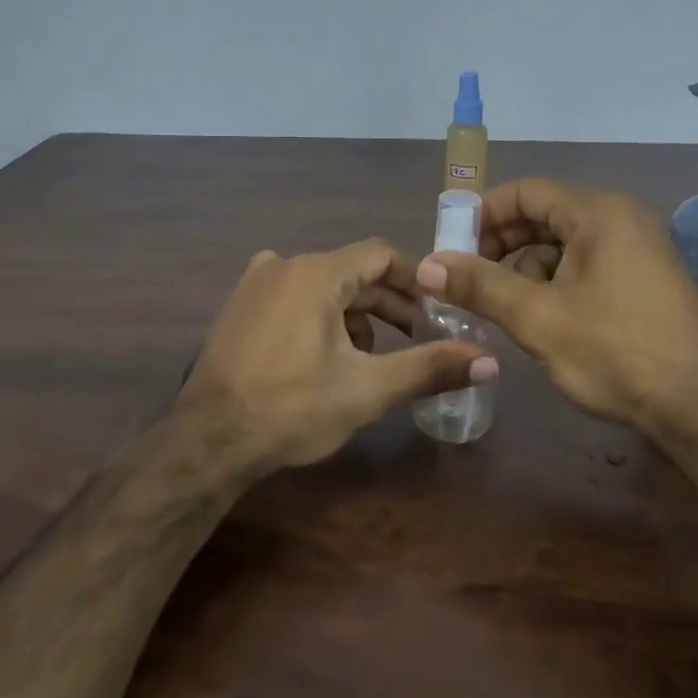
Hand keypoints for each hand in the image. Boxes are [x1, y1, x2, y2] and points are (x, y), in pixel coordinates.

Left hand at [179, 239, 495, 474]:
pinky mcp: (240, 307)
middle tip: (417, 340)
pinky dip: (321, 317)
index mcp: (315, 272)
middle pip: (353, 272)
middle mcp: (283, 264)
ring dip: (356, 315)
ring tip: (372, 358)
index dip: (417, 281)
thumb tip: (490, 362)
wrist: (207, 442)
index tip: (440, 312)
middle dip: (390, 305)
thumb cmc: (291, 409)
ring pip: (325, 286)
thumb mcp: (367, 389)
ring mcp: (255, 284)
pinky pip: (295, 297)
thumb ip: (429, 367)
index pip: (382, 255)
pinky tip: (326, 357)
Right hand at [416, 178, 697, 434]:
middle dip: (502, 245)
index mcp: (598, 212)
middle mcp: (622, 218)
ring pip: (566, 243)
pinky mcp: (647, 278)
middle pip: (545, 215)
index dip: (483, 215)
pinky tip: (543, 318)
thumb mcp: (537, 317)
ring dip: (528, 268)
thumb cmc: (615, 351)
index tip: (454, 248)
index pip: (526, 191)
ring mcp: (640, 247)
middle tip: (469, 280)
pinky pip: (589, 264)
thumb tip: (428, 266)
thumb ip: (480, 285)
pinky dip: (557, 282)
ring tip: (503, 308)